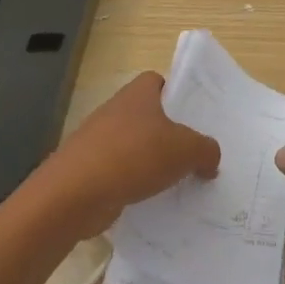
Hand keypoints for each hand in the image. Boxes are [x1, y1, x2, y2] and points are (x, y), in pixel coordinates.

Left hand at [32, 72, 218, 239]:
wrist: (74, 194)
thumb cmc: (133, 156)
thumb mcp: (186, 150)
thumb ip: (206, 150)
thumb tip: (210, 158)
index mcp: (137, 94)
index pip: (158, 81)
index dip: (176, 94)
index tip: (194, 116)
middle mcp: (116, 111)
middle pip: (148, 116)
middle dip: (168, 134)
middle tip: (193, 154)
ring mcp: (98, 141)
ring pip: (134, 146)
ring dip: (151, 162)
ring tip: (177, 182)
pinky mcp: (88, 170)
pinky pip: (120, 173)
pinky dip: (134, 184)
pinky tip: (151, 202)